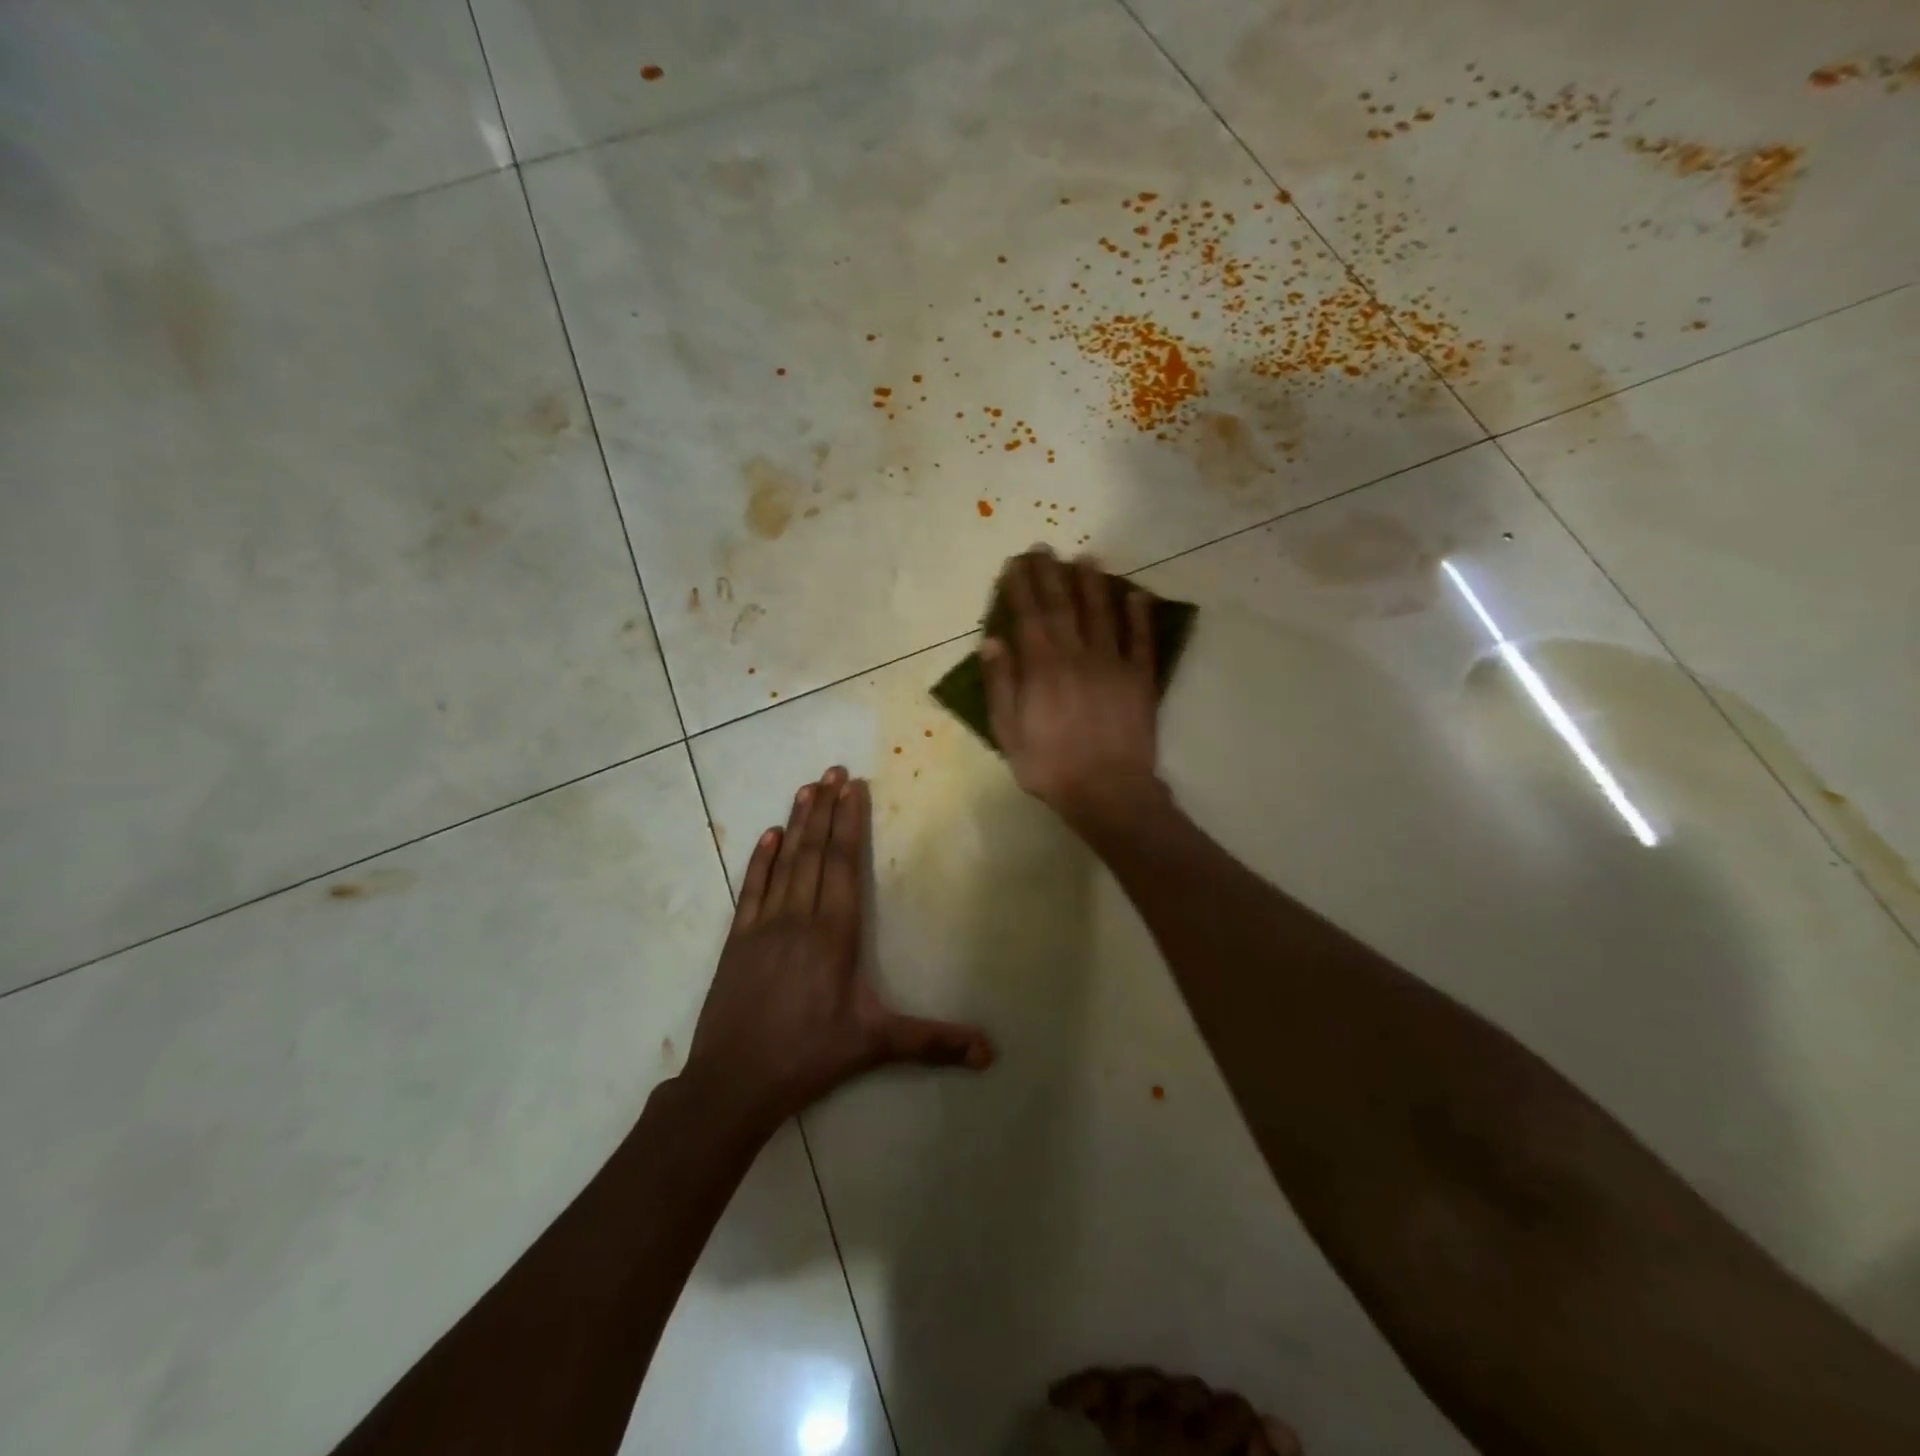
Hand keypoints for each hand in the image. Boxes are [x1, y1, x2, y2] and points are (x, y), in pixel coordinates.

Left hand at [682, 766, 991, 1134]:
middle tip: (832, 770)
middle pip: (815, 852)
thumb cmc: (809, 1056)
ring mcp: (764, 925)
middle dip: (825, 809)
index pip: (844, 864)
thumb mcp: (875, 1044)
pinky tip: (767, 836)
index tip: (853, 787)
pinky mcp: (738, 940)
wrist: (734, 1081)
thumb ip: (932, 1041)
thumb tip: (990, 1053)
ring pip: (784, 862)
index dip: (849, 823)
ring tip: (806, 788)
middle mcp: (800, 917)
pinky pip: (752, 888)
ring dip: (796, 823)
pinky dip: (761, 859)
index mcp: (834, 933)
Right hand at [980, 548, 1167, 834]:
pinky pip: (1141, 640)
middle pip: (1062, 606)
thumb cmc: (1050, 766)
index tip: (1015, 563)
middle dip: (1050, 574)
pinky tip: (1135, 595)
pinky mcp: (1141, 678)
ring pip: (1101, 613)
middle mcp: (1077, 655)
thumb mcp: (1009, 732)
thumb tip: (991, 641)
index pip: (1029, 616)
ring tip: (1085, 559)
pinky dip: (1139, 616)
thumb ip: (1001, 684)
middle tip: (1044, 548)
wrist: (1107, 791)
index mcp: (1042, 667)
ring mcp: (1113, 664)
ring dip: (1092, 584)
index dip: (1021, 587)